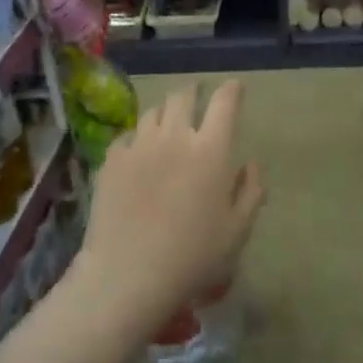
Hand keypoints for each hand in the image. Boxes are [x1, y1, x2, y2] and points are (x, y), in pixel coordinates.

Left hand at [78, 81, 265, 331]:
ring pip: (152, 112)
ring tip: (168, 122)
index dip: (231, 91)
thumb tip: (250, 164)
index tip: (234, 88)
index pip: (225, 103)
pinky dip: (138, 137)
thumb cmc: (193, 256)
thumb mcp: (237, 230)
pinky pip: (127, 136)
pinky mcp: (111, 160)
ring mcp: (138, 145)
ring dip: (165, 112)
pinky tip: (139, 151)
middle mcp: (174, 137)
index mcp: (211, 150)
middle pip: (183, 97)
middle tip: (198, 98)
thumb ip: (251, 191)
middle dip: (194, 93)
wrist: (129, 274)